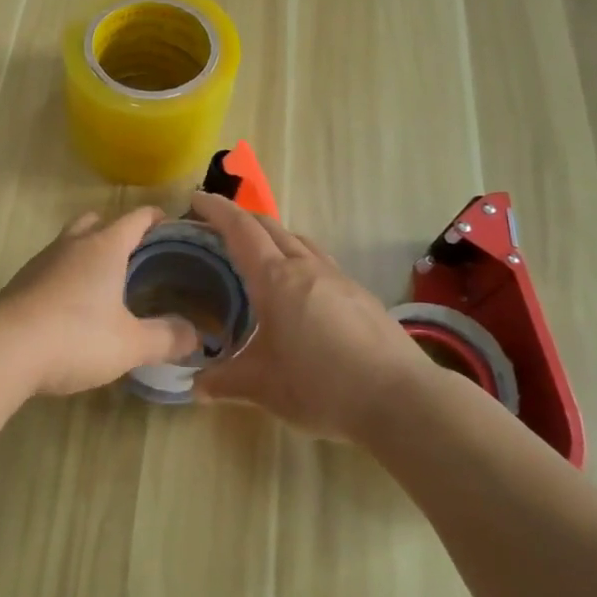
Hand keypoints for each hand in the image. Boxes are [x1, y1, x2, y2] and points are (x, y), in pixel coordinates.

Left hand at [0, 208, 200, 397]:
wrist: (2, 350)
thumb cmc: (75, 337)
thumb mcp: (130, 344)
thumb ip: (166, 338)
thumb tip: (196, 335)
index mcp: (104, 247)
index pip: (136, 218)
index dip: (156, 218)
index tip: (171, 226)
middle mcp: (72, 245)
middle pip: (97, 221)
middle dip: (117, 231)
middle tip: (137, 256)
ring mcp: (42, 261)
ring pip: (70, 242)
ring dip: (88, 253)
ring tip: (106, 282)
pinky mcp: (20, 283)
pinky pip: (52, 268)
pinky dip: (67, 276)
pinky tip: (73, 307)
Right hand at [188, 191, 428, 439]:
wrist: (401, 399)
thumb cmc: (321, 386)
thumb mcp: (263, 387)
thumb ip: (224, 382)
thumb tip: (195, 387)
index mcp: (276, 279)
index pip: (240, 230)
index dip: (216, 210)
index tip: (196, 198)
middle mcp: (306, 268)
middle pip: (270, 227)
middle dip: (241, 219)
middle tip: (217, 228)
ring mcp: (339, 278)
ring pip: (299, 241)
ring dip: (273, 237)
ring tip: (259, 256)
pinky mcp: (361, 295)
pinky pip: (321, 262)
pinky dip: (299, 260)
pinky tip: (300, 291)